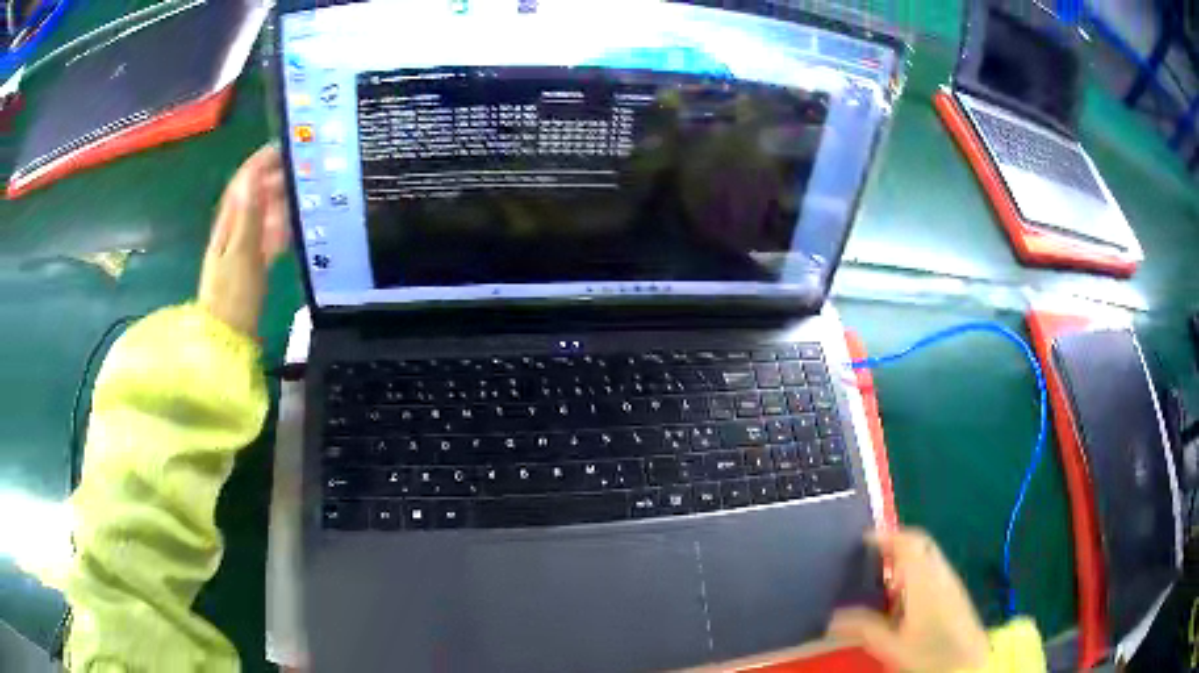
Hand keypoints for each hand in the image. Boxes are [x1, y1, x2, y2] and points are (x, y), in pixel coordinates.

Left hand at [198, 145, 289, 335]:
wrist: (227, 338)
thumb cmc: (232, 295)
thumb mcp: (241, 252)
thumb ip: (249, 214)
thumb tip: (254, 174)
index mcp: (229, 222)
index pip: (244, 181)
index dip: (261, 161)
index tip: (285, 146)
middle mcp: (235, 229)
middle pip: (255, 194)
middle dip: (276, 177)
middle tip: (305, 166)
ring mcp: (244, 248)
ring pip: (264, 215)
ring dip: (282, 201)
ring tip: (306, 190)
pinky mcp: (253, 266)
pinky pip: (269, 238)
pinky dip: (282, 228)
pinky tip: (297, 226)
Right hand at [827, 528, 990, 671]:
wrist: (967, 662)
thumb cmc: (929, 652)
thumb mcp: (891, 645)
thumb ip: (864, 627)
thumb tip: (833, 617)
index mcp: (924, 579)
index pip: (908, 542)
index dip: (885, 536)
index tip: (862, 540)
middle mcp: (939, 572)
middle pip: (920, 543)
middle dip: (896, 543)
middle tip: (869, 557)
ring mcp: (950, 581)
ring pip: (927, 556)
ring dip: (905, 559)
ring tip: (880, 579)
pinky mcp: (954, 592)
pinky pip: (933, 569)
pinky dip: (914, 572)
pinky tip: (901, 599)